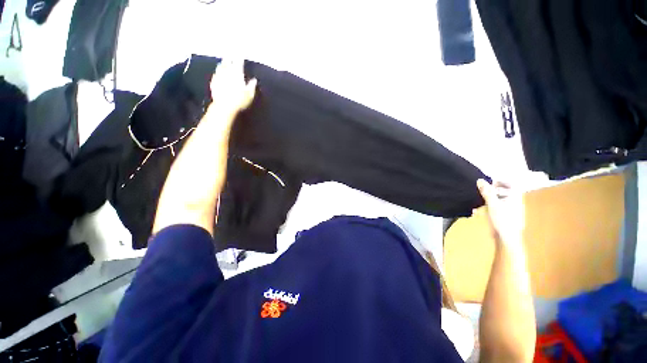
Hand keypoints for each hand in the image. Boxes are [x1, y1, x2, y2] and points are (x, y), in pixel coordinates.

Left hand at [209, 58, 256, 117]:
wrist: (224, 106)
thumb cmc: (239, 101)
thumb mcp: (249, 95)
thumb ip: (251, 86)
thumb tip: (254, 80)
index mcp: (237, 74)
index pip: (238, 63)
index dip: (239, 58)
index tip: (240, 54)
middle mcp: (227, 73)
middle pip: (228, 63)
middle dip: (229, 58)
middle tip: (229, 53)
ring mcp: (219, 77)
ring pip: (221, 67)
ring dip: (222, 63)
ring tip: (223, 61)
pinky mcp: (213, 82)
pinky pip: (216, 74)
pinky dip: (217, 72)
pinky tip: (217, 72)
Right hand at [477, 179, 524, 245]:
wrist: (508, 238)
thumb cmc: (502, 219)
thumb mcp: (492, 204)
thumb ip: (487, 192)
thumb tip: (479, 180)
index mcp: (514, 197)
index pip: (511, 184)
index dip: (501, 182)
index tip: (491, 183)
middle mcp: (514, 201)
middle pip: (505, 191)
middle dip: (493, 191)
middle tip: (483, 192)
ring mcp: (511, 209)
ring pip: (500, 199)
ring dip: (489, 199)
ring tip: (480, 203)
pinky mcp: (506, 216)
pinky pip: (498, 207)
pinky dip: (490, 207)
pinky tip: (480, 212)